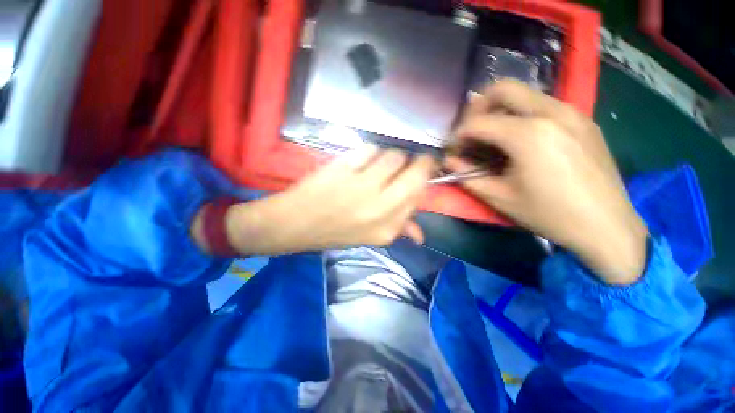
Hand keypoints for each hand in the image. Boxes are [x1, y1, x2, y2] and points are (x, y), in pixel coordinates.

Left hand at [224, 146, 435, 254]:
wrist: (295, 224)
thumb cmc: (334, 230)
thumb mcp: (371, 237)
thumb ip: (399, 231)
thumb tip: (420, 235)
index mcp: (388, 228)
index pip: (419, 195)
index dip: (423, 178)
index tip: (422, 169)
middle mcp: (380, 208)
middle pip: (415, 174)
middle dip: (420, 161)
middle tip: (413, 158)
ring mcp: (361, 188)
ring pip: (393, 157)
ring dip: (389, 157)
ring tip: (377, 163)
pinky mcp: (343, 170)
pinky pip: (369, 150)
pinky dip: (368, 152)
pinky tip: (357, 162)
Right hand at [447, 80, 647, 283]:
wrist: (606, 226)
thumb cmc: (549, 214)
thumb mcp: (499, 197)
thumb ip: (467, 176)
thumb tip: (449, 162)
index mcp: (529, 134)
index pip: (478, 122)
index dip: (458, 135)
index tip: (453, 150)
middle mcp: (551, 112)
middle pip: (503, 89)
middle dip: (478, 108)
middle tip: (470, 132)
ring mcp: (572, 112)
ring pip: (524, 94)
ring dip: (500, 111)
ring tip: (492, 137)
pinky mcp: (583, 119)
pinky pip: (543, 105)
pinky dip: (522, 115)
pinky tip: (520, 140)